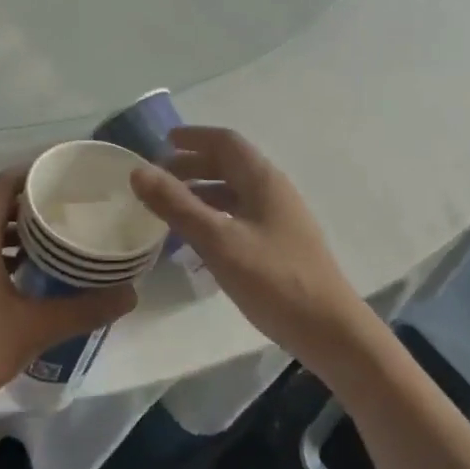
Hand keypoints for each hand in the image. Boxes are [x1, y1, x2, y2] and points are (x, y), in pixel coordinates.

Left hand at [0, 166, 136, 430]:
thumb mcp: (34, 329)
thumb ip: (83, 309)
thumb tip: (130, 293)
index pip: (3, 184)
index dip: (33, 173)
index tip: (66, 177)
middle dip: (32, 204)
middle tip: (71, 209)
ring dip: (18, 233)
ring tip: (58, 242)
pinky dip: (4, 257)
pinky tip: (30, 281)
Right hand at [129, 127, 372, 375]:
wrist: (331, 331)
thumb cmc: (274, 280)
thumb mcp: (218, 241)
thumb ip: (177, 205)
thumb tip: (138, 171)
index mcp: (263, 180)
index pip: (226, 142)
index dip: (194, 137)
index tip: (163, 141)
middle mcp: (273, 191)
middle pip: (230, 164)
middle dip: (193, 165)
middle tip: (158, 177)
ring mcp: (280, 218)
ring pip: (235, 192)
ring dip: (202, 191)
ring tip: (170, 206)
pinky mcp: (281, 244)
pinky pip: (240, 215)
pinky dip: (215, 215)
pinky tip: (198, 239)